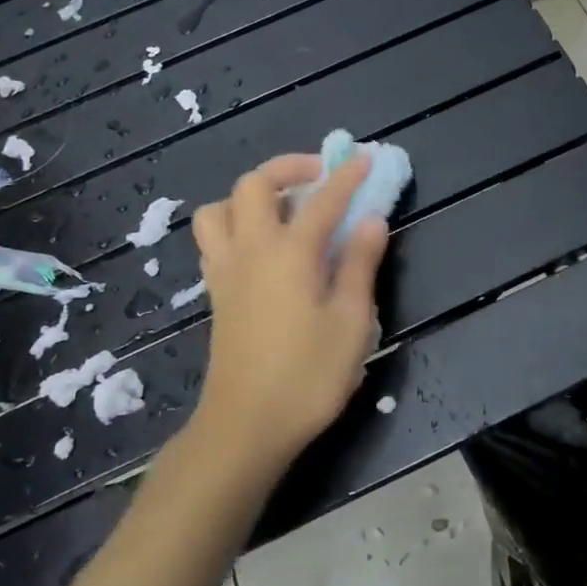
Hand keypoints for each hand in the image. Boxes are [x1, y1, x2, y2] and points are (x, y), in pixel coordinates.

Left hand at [191, 152, 389, 467]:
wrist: (246, 427)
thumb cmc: (308, 376)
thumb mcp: (352, 322)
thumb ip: (360, 265)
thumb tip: (371, 220)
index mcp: (289, 254)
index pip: (322, 200)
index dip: (346, 176)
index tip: (365, 158)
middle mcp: (251, 251)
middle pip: (254, 185)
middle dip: (288, 168)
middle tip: (320, 177)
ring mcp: (226, 272)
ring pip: (220, 209)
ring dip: (251, 196)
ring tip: (284, 210)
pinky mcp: (216, 294)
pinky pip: (215, 239)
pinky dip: (236, 224)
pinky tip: (264, 246)